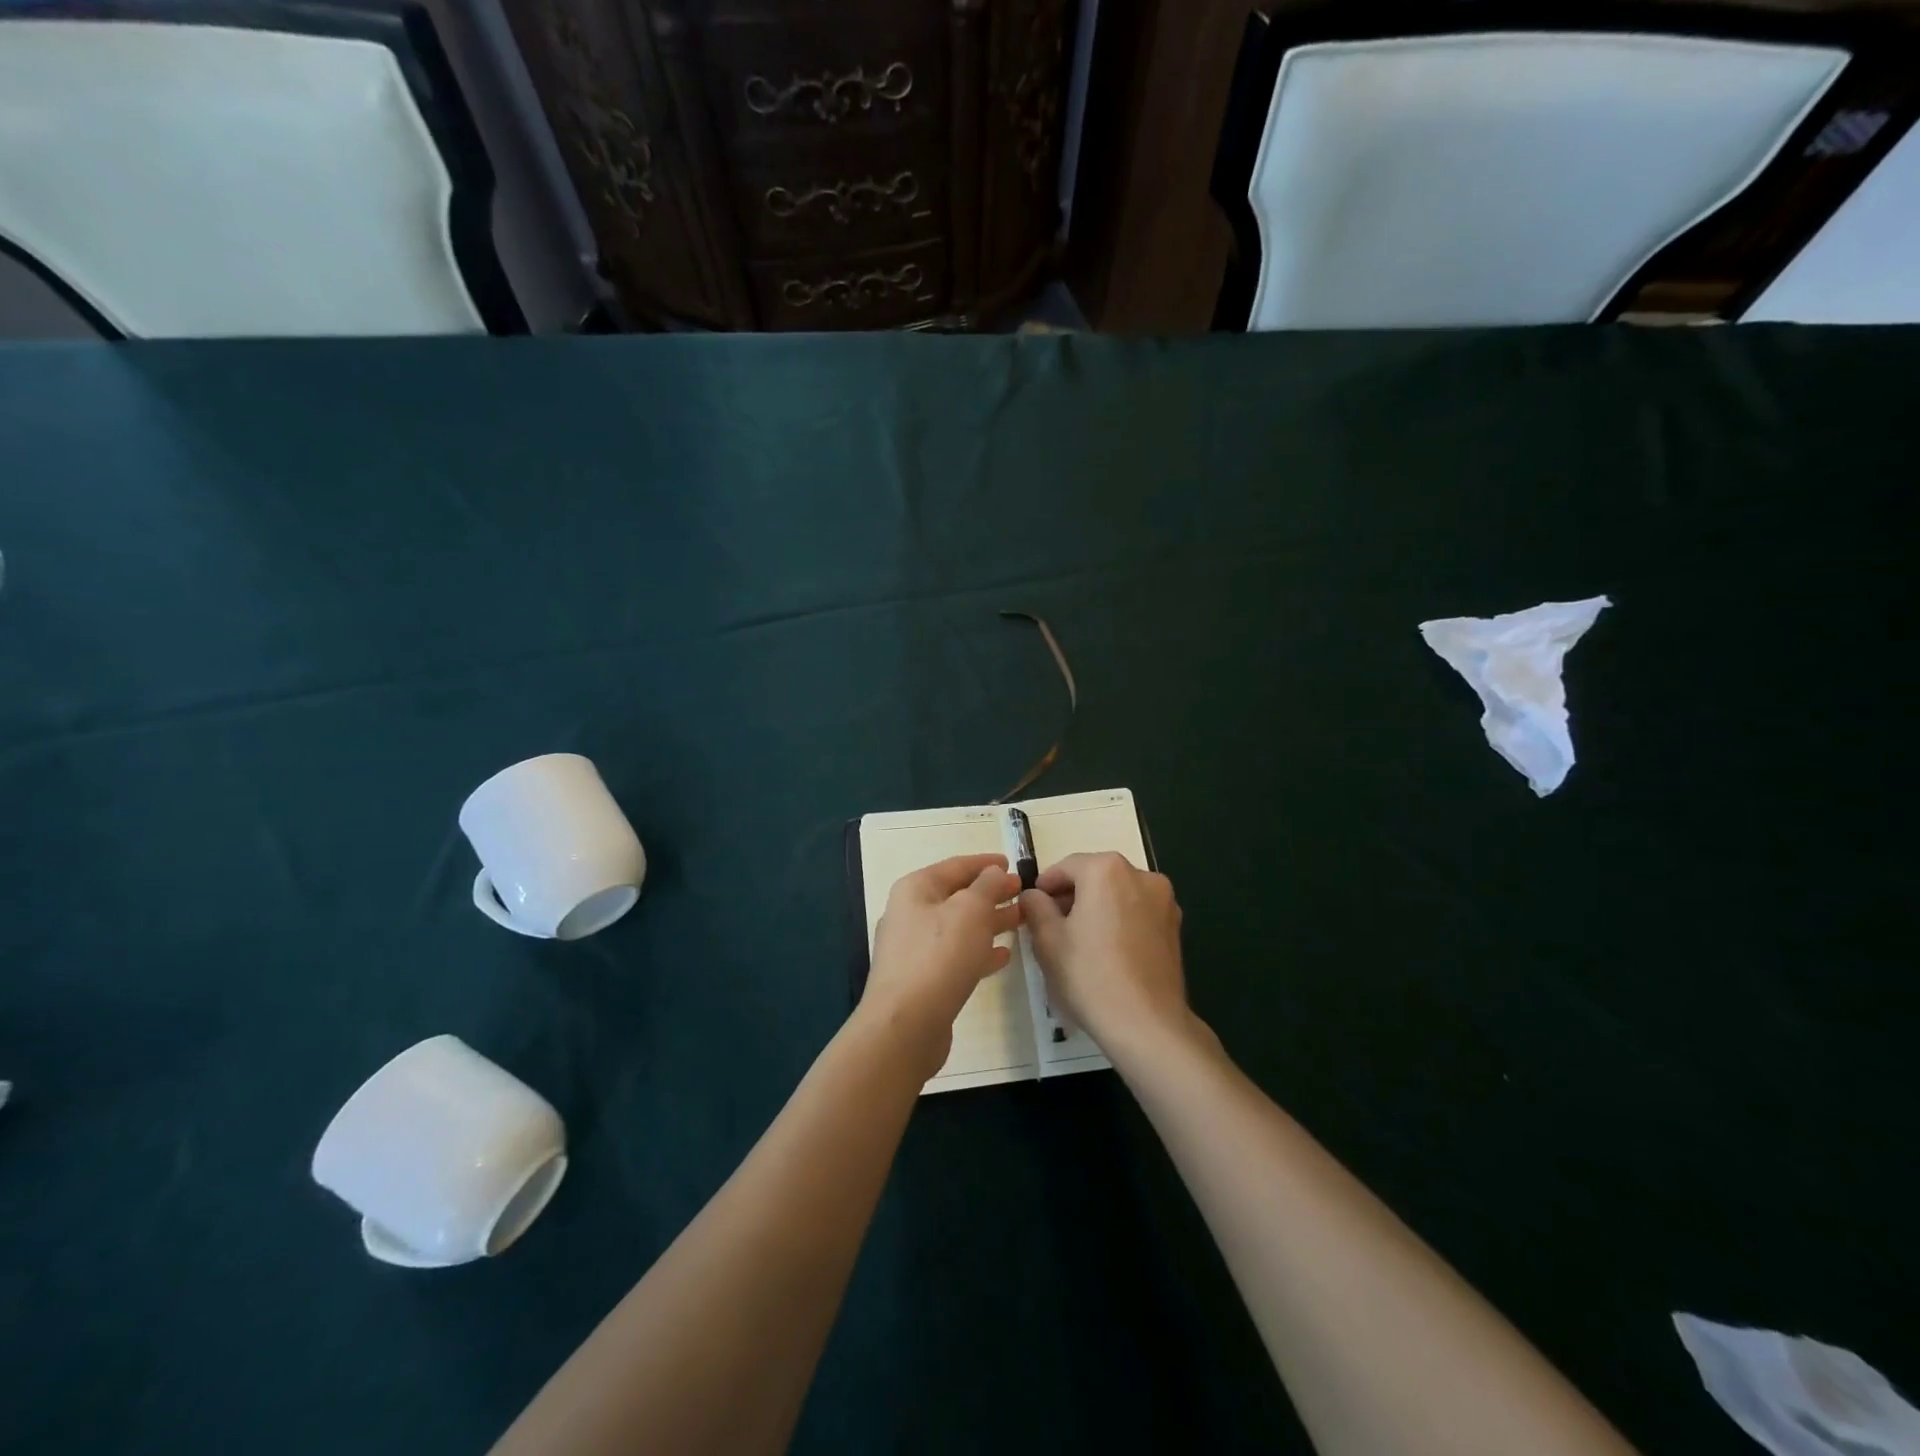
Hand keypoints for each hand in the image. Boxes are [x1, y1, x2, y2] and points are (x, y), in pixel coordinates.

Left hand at [861, 854, 1021, 1077]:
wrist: (906, 1025)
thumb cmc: (940, 955)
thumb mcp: (971, 910)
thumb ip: (987, 886)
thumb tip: (993, 872)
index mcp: (916, 889)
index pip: (956, 866)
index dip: (985, 863)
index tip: (1012, 864)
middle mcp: (910, 914)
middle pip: (957, 897)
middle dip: (991, 894)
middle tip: (1024, 894)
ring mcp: (914, 949)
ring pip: (959, 927)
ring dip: (990, 923)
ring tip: (1021, 922)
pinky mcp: (923, 980)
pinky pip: (956, 956)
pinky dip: (979, 952)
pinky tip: (1003, 956)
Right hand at [1019, 853, 1203, 1065]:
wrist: (1147, 1024)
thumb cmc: (1090, 975)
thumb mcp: (1048, 940)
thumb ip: (1036, 907)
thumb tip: (1033, 895)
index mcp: (1107, 870)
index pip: (1067, 867)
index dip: (1045, 885)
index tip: (1032, 906)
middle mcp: (1141, 875)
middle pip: (1096, 877)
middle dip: (1072, 896)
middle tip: (1051, 925)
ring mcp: (1164, 901)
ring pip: (1118, 895)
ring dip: (1097, 908)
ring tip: (1079, 941)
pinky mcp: (1175, 927)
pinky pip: (1137, 913)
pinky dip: (1119, 922)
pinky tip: (1107, 952)